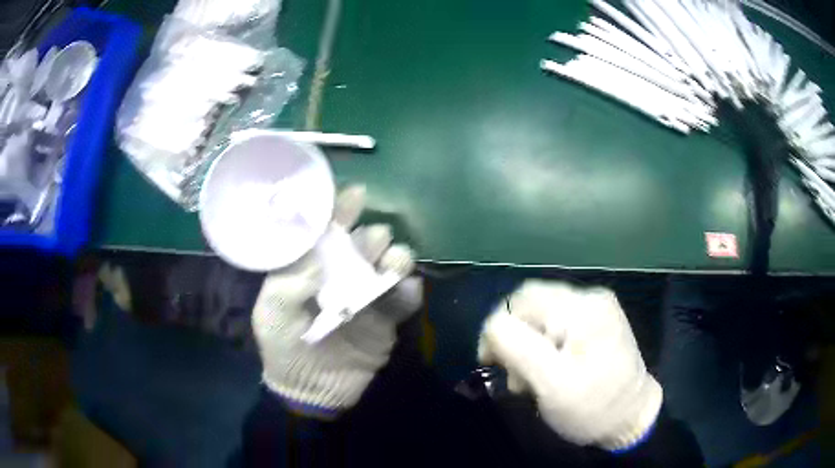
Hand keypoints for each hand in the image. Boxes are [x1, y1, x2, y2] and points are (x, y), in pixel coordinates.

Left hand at [251, 186, 421, 417]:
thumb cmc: (284, 347)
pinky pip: (404, 299)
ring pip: (389, 265)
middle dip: (370, 237)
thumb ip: (289, 281)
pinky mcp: (387, 319)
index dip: (338, 213)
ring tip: (392, 263)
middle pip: (363, 244)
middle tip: (372, 242)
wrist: (312, 392)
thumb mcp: (272, 313)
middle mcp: (340, 276)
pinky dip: (408, 291)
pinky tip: (405, 289)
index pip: (326, 233)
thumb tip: (319, 253)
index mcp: (311, 269)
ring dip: (395, 258)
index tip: (355, 196)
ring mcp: (366, 297)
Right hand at [478, 280, 661, 450]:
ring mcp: (596, 310)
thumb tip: (491, 325)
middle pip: (532, 306)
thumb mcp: (551, 383)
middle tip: (515, 376)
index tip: (491, 363)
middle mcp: (591, 299)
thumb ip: (517, 348)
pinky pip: (556, 326)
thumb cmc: (592, 407)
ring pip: (541, 317)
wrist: (631, 419)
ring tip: (531, 381)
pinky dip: (543, 348)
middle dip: (515, 339)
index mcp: (584, 308)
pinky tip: (547, 371)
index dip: (498, 327)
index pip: (522, 299)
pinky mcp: (596, 324)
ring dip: (527, 347)